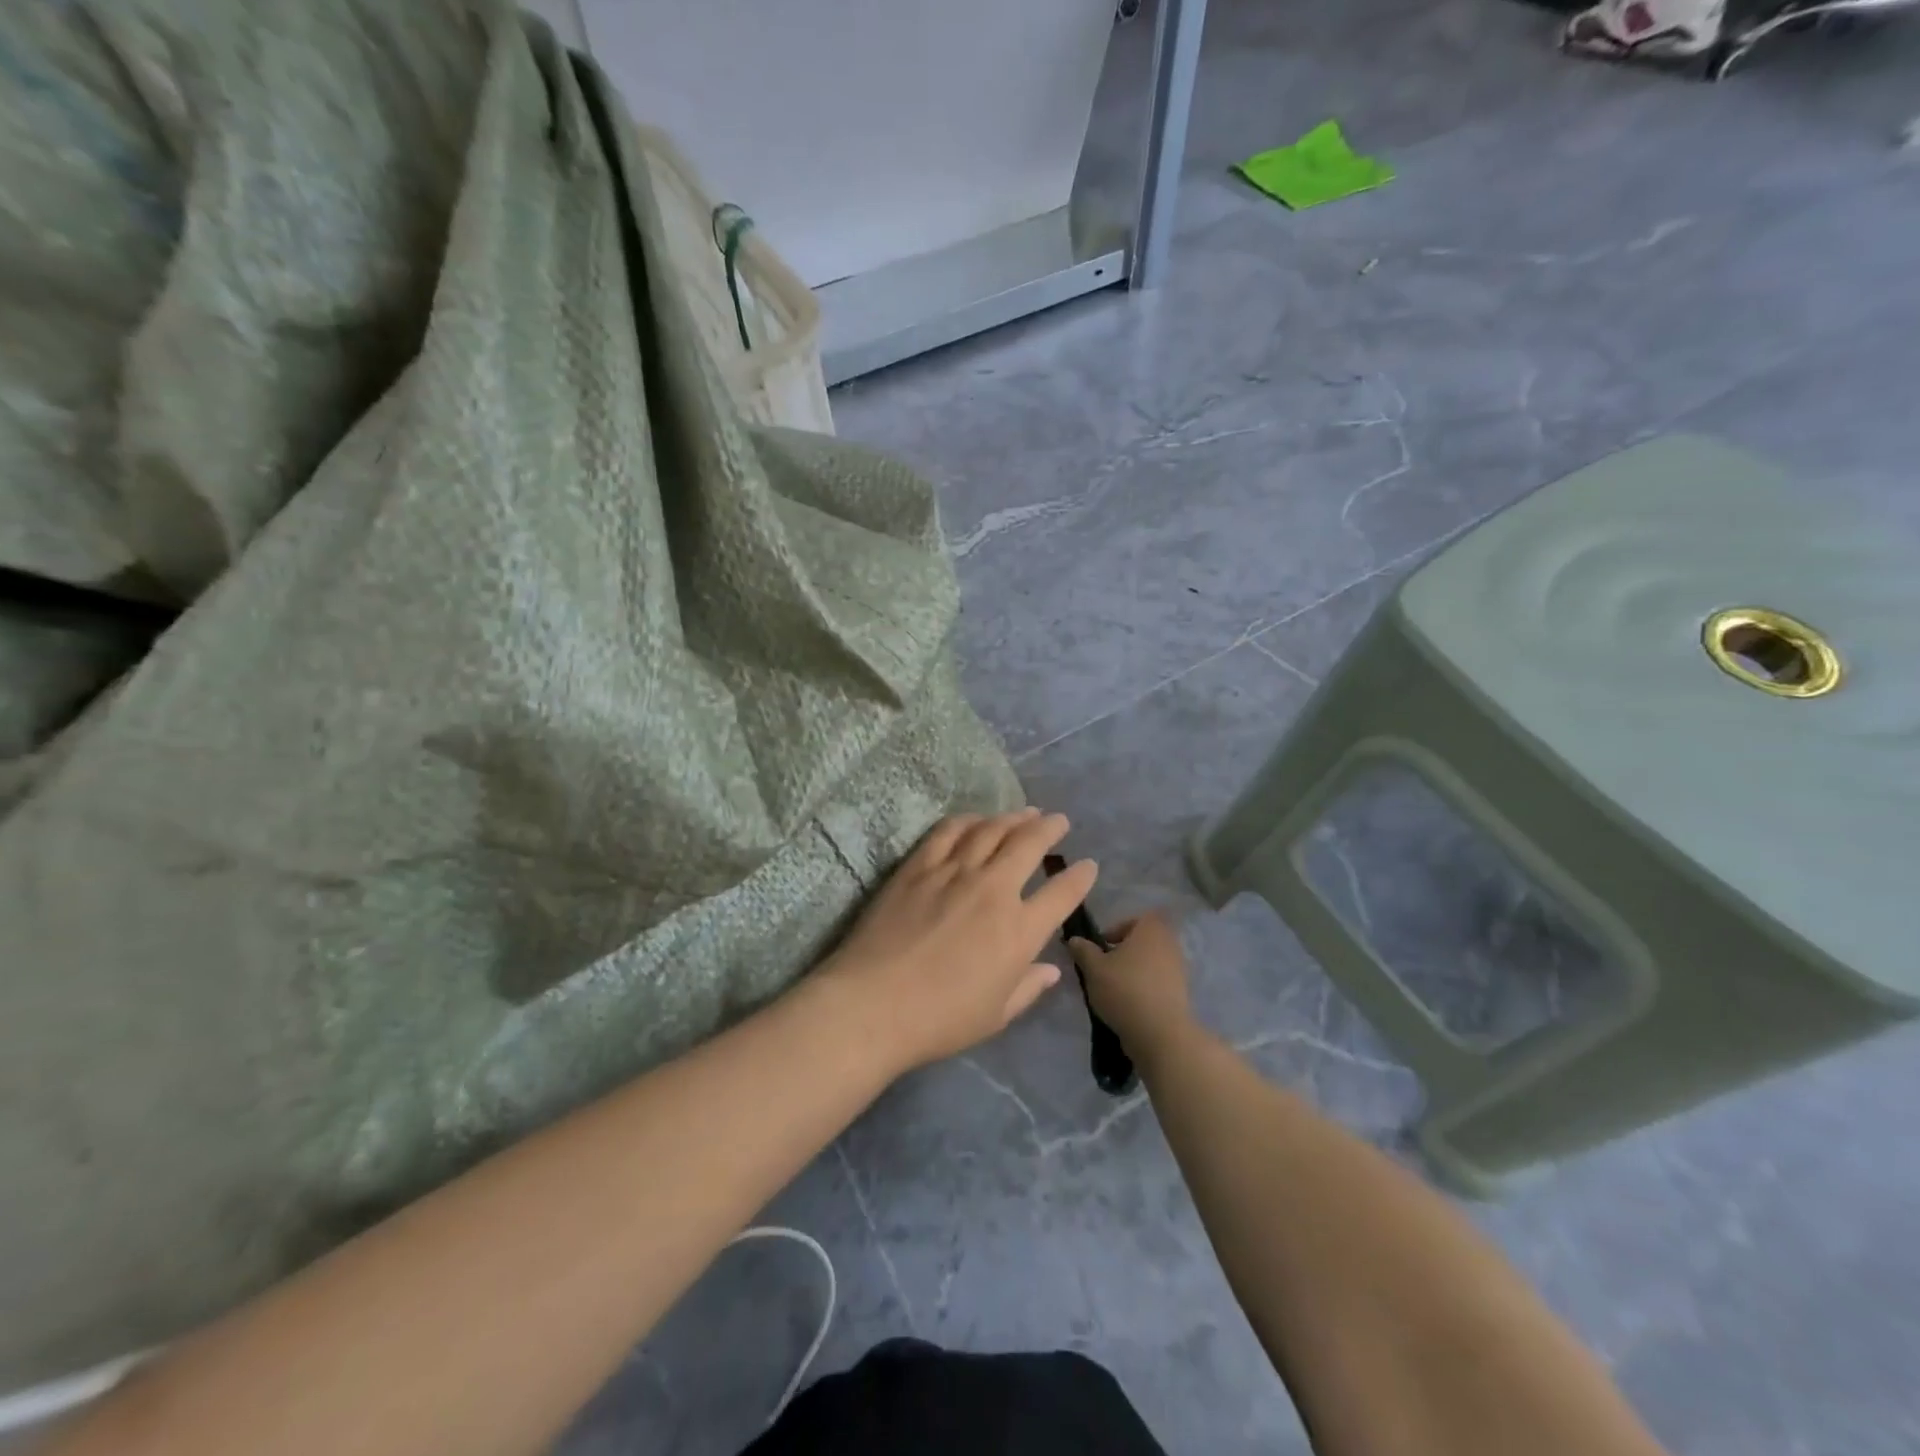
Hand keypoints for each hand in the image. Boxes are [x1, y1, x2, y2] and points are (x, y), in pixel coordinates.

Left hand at [820, 809, 1097, 1072]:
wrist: (873, 1004)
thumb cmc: (940, 1020)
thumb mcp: (996, 1015)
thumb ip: (1028, 988)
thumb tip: (1051, 969)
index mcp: (1019, 931)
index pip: (1062, 894)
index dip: (1080, 877)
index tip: (1088, 866)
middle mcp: (993, 891)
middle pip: (1029, 844)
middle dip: (1050, 828)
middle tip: (1059, 821)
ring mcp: (953, 872)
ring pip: (991, 830)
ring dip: (1013, 817)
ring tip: (1026, 812)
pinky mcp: (918, 866)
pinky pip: (949, 831)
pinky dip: (968, 820)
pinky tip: (976, 819)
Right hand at [1069, 912, 1197, 1070]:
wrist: (1161, 1034)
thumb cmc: (1125, 990)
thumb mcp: (1093, 968)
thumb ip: (1083, 950)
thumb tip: (1074, 939)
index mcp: (1151, 929)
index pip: (1137, 918)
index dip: (1118, 928)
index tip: (1102, 946)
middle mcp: (1170, 944)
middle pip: (1143, 941)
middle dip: (1124, 951)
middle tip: (1104, 967)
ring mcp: (1179, 970)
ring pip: (1151, 962)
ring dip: (1133, 971)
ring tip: (1113, 989)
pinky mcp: (1181, 994)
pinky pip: (1158, 983)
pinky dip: (1144, 989)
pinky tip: (1128, 1005)